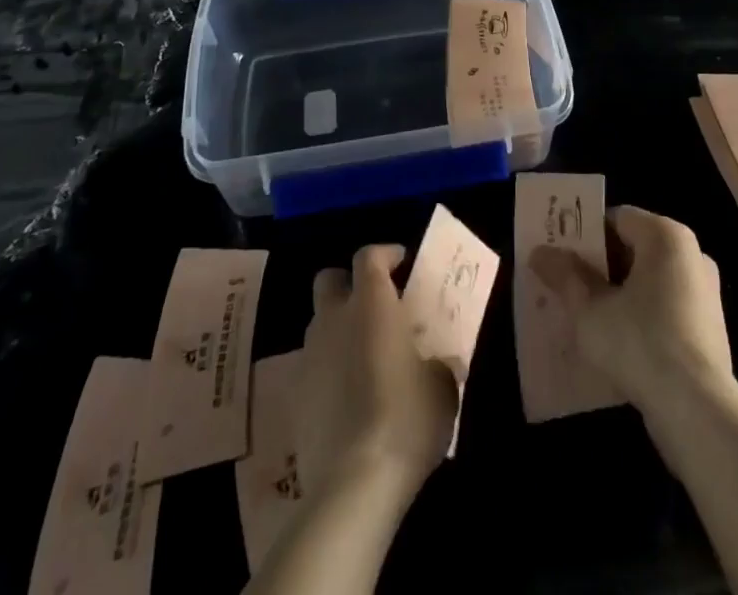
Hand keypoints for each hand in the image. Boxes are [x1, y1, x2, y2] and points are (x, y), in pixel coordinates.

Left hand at [298, 244, 458, 502]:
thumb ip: (438, 363)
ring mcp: (309, 357)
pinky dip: (328, 371)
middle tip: (374, 304)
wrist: (353, 484)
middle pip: (330, 280)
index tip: (401, 263)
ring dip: (338, 329)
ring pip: (319, 324)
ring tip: (364, 356)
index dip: (385, 254)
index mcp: (371, 303)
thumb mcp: (442, 387)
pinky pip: (313, 367)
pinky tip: (348, 398)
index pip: (369, 256)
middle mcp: (334, 319)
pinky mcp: (295, 397)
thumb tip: (439, 363)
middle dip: (348, 284)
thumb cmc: (407, 418)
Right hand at [530, 206, 733, 412]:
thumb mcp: (589, 309)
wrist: (698, 411)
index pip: (617, 218)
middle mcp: (692, 254)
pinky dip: (642, 317)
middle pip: (634, 248)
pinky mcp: (710, 328)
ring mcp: (705, 292)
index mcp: (665, 236)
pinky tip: (619, 344)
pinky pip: (666, 308)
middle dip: (600, 266)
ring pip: (649, 281)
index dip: (586, 234)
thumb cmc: (640, 343)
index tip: (562, 257)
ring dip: (620, 294)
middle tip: (569, 287)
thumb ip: (565, 276)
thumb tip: (540, 252)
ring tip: (588, 318)